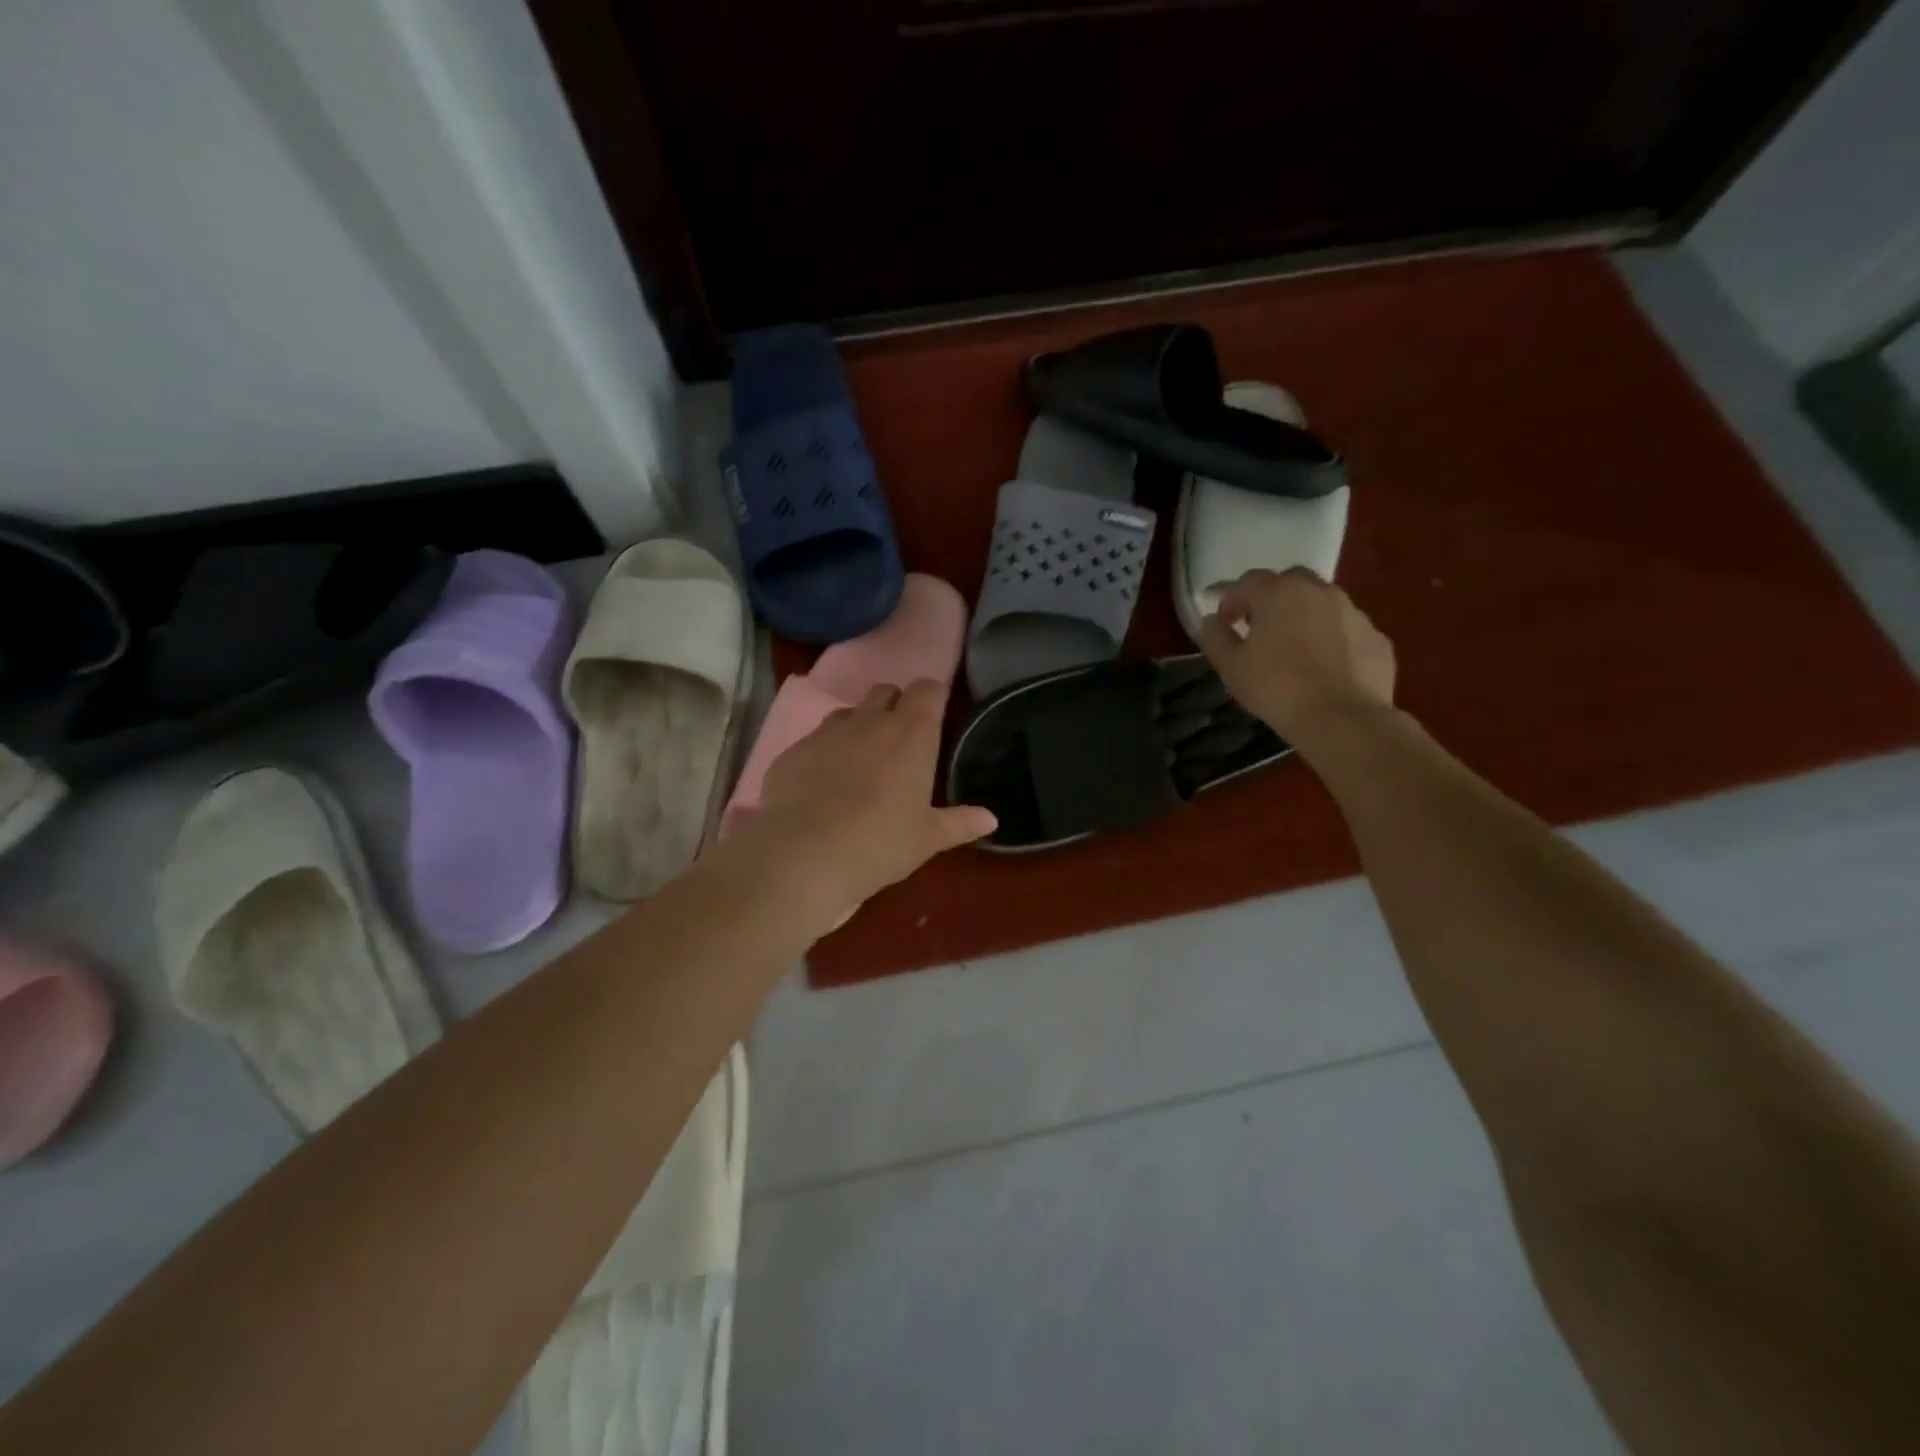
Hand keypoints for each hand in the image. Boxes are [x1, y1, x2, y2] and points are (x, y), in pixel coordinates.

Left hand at [735, 681, 995, 927]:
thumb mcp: (926, 839)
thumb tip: (991, 819)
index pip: (927, 689)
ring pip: (847, 713)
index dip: (932, 698)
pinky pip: (814, 740)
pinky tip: (821, 785)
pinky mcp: (792, 750)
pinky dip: (824, 753)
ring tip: (860, 763)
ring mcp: (826, 732)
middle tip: (899, 742)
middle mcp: (869, 721)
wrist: (802, 855)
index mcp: (911, 733)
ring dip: (858, 727)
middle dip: (894, 706)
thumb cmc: (879, 843)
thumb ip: (959, 823)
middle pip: (885, 691)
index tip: (935, 717)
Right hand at [1198, 568, 1396, 748]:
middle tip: (1259, 625)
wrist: (1343, 718)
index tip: (1221, 620)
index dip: (1229, 599)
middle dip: (1270, 597)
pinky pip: (1345, 630)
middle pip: (1289, 581)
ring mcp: (1353, 612)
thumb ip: (1216, 637)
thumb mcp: (1231, 666)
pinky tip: (1324, 664)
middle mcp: (1319, 591)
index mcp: (1279, 593)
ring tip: (1293, 645)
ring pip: (1321, 603)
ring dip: (1303, 615)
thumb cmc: (1276, 688)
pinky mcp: (1376, 637)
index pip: (1246, 583)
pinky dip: (1331, 638)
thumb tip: (1211, 621)